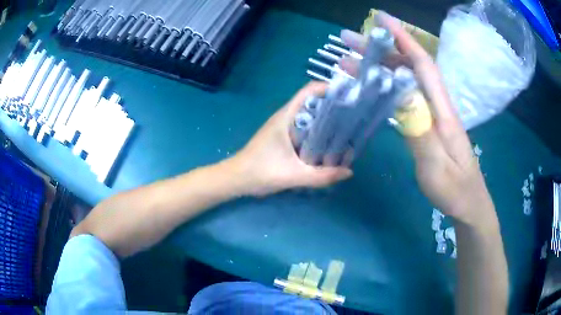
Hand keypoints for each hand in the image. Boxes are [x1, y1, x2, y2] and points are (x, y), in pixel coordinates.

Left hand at [230, 82, 352, 195]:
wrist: (236, 179)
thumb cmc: (260, 171)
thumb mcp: (293, 175)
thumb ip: (321, 176)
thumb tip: (348, 172)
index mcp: (287, 116)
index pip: (310, 91)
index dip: (329, 88)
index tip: (348, 96)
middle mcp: (286, 117)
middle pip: (314, 103)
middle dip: (333, 106)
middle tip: (353, 117)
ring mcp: (284, 126)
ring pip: (310, 117)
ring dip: (327, 121)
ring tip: (346, 130)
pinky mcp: (284, 137)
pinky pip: (306, 129)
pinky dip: (318, 132)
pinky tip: (329, 145)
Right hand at [340, 13, 494, 224]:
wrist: (468, 203)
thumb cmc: (454, 188)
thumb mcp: (436, 165)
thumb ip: (419, 129)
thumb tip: (399, 92)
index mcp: (442, 110)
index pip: (422, 64)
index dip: (403, 39)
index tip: (381, 20)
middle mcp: (437, 104)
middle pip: (409, 67)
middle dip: (380, 50)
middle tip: (348, 42)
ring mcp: (432, 114)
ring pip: (405, 81)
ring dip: (379, 68)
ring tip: (349, 62)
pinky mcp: (427, 124)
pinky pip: (405, 98)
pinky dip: (385, 87)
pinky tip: (370, 88)